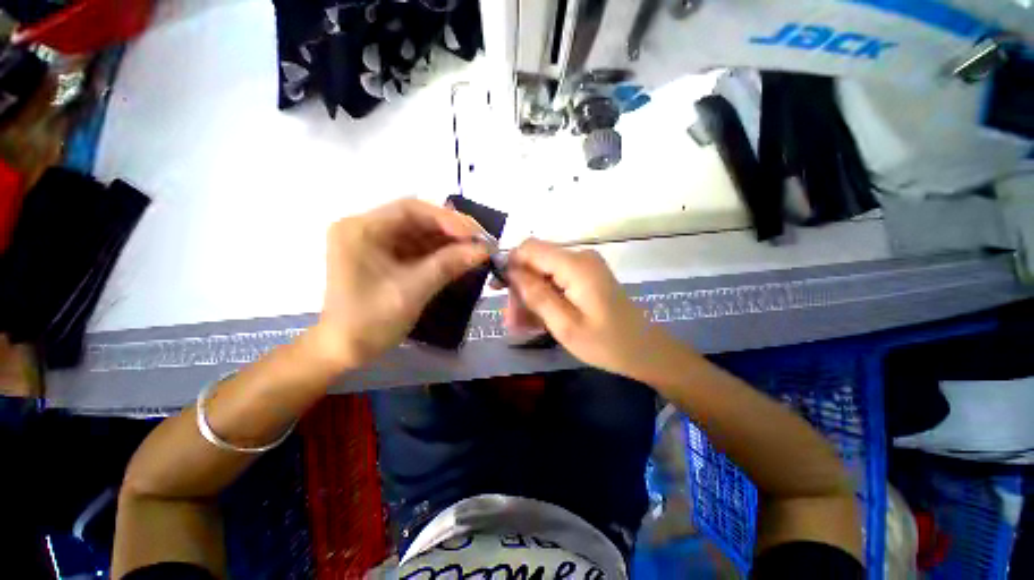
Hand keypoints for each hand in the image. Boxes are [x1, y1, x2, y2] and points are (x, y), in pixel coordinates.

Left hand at [306, 199, 487, 370]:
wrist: (344, 350)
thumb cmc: (370, 321)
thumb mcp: (412, 291)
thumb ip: (448, 265)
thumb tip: (484, 250)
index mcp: (361, 229)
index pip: (410, 209)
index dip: (447, 218)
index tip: (475, 234)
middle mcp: (367, 229)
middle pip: (417, 219)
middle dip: (452, 230)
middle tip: (481, 242)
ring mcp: (376, 243)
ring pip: (420, 233)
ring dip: (449, 242)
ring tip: (476, 250)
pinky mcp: (385, 257)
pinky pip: (417, 248)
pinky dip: (440, 253)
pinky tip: (460, 258)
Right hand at [505, 239, 680, 377]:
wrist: (645, 351)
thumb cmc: (607, 343)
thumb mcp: (565, 325)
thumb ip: (537, 295)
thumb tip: (511, 271)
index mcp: (575, 265)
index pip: (530, 248)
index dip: (510, 264)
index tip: (498, 290)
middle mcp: (580, 257)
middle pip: (536, 262)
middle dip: (520, 289)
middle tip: (511, 321)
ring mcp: (585, 266)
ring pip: (544, 273)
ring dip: (530, 297)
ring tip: (522, 326)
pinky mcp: (587, 276)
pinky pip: (556, 281)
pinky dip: (545, 298)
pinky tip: (538, 320)